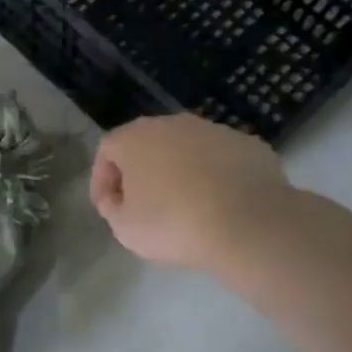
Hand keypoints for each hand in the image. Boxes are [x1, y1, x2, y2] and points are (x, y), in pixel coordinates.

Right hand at [90, 113, 294, 268]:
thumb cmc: (173, 223)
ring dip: (179, 171)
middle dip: (141, 171)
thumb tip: (118, 197)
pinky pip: (220, 159)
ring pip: (186, 149)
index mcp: (135, 138)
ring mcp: (213, 130)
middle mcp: (172, 124)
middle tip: (143, 203)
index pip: (107, 150)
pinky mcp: (248, 144)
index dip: (102, 179)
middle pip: (147, 144)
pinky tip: (219, 203)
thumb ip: (112, 207)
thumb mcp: (124, 228)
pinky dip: (214, 176)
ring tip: (185, 205)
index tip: (108, 206)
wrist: (249, 223)